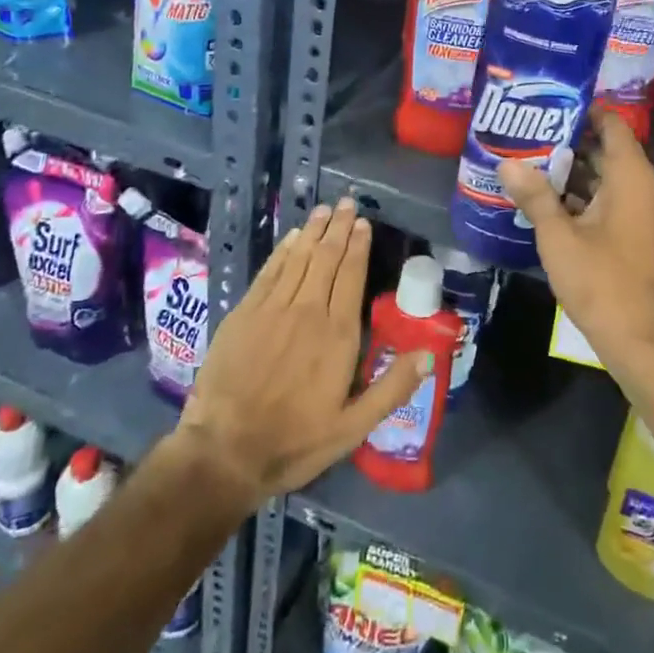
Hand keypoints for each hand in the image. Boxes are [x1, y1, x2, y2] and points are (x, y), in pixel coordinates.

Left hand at [177, 197, 427, 505]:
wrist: (225, 450)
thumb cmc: (295, 441)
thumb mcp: (353, 427)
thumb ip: (392, 388)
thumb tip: (428, 353)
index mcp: (338, 334)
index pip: (352, 276)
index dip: (359, 246)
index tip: (364, 223)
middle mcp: (308, 310)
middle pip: (327, 258)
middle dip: (339, 227)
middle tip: (347, 202)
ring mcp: (273, 309)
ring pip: (299, 258)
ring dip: (314, 231)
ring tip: (325, 209)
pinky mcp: (244, 313)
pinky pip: (269, 271)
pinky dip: (283, 251)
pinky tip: (292, 237)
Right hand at [498, 106, 653, 375]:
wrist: (641, 341)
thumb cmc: (601, 281)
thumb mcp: (559, 237)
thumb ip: (535, 196)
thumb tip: (506, 164)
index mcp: (634, 179)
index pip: (613, 126)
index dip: (584, 112)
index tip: (550, 108)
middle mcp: (649, 188)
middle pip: (611, 152)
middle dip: (572, 145)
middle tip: (531, 139)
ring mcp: (651, 214)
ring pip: (613, 180)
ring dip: (578, 175)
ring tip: (535, 167)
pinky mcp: (647, 236)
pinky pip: (619, 202)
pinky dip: (591, 199)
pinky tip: (555, 205)